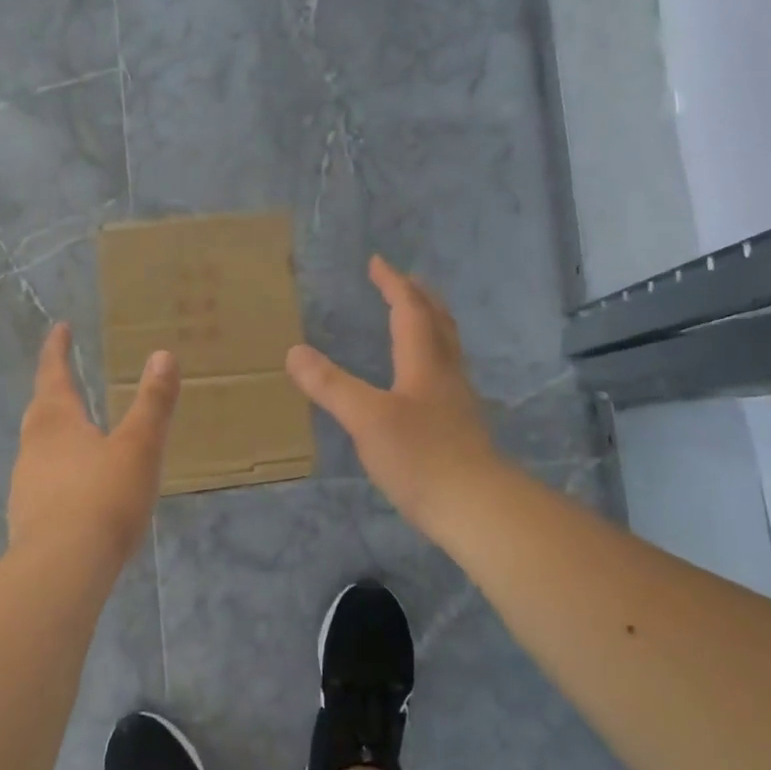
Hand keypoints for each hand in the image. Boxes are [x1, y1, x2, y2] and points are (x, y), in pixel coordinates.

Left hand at [8, 323, 179, 576]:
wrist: (62, 567)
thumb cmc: (104, 497)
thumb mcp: (139, 447)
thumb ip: (153, 403)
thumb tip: (162, 355)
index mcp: (57, 422)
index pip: (53, 374)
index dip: (57, 350)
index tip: (60, 328)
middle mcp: (34, 447)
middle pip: (41, 410)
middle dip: (53, 391)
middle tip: (66, 379)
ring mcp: (26, 484)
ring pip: (39, 448)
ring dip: (56, 435)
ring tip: (79, 436)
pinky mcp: (27, 518)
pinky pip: (44, 482)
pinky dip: (59, 473)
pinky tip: (77, 490)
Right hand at [286, 256, 500, 534]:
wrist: (476, 507)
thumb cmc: (420, 457)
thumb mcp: (366, 418)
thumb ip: (331, 385)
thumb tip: (294, 351)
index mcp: (425, 363)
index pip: (410, 311)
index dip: (393, 284)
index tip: (377, 262)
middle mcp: (446, 375)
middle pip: (438, 323)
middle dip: (419, 297)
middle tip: (403, 281)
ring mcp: (457, 403)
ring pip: (447, 349)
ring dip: (430, 325)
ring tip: (415, 321)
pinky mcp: (460, 428)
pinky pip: (445, 376)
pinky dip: (430, 359)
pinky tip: (421, 382)